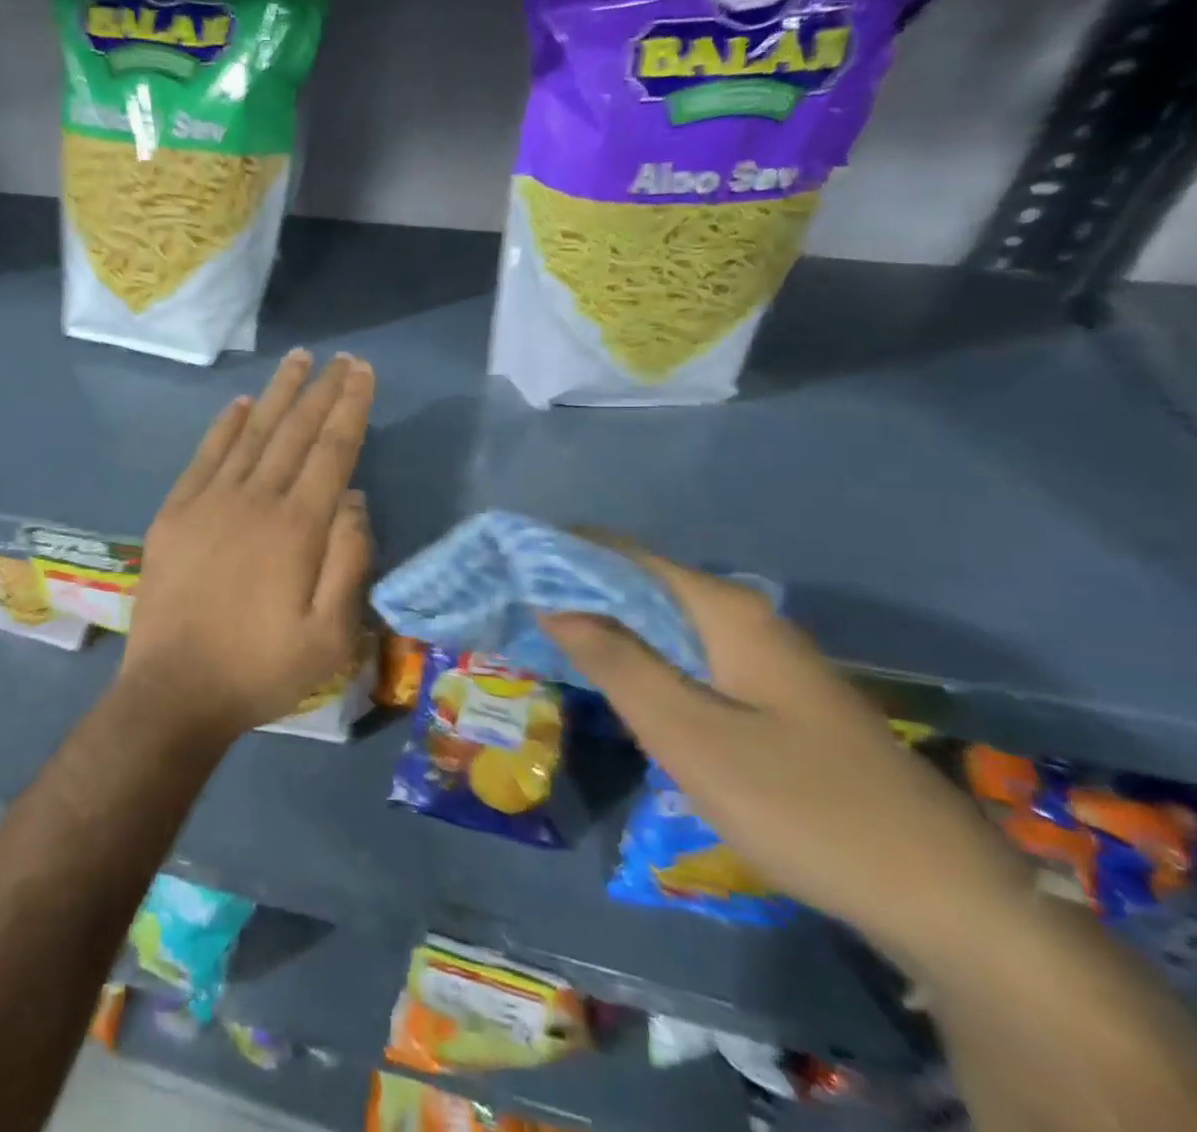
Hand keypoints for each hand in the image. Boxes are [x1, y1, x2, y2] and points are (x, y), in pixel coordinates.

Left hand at [122, 350, 375, 740]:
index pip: (331, 451)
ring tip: (297, 360)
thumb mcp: (330, 635)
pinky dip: (224, 426)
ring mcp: (208, 502)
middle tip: (340, 358)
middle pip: (294, 431)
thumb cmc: (261, 669)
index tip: (362, 372)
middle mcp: (254, 500)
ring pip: (251, 433)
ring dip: (277, 394)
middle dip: (321, 391)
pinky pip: (204, 456)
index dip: (350, 408)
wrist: (174, 691)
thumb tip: (354, 498)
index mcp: (296, 528)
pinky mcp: (175, 513)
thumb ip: (349, 560)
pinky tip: (239, 404)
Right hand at [540, 541, 1030, 965]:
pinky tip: (613, 678)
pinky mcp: (772, 697)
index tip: (503, 563)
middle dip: (574, 588)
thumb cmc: (801, 804)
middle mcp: (743, 618)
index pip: (622, 554)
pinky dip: (638, 654)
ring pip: (663, 621)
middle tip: (510, 605)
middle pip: (641, 582)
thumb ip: (616, 660)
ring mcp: (763, 658)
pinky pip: (686, 654)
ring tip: (542, 634)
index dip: (560, 552)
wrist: (948, 899)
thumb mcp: (688, 734)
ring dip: (604, 623)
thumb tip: (552, 600)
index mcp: (724, 610)